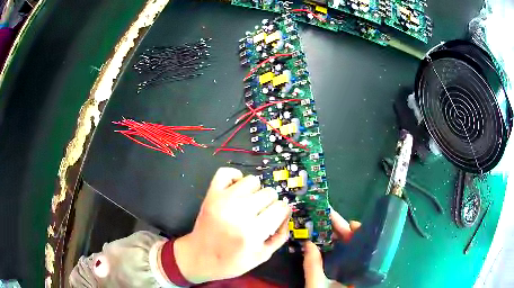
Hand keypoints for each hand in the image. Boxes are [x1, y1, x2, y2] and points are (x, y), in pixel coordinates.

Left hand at [174, 167, 290, 283]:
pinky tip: (236, 190)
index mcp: (253, 232)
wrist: (199, 257)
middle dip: (269, 204)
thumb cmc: (232, 261)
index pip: (281, 207)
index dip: (282, 213)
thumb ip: (281, 235)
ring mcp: (223, 200)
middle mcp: (239, 213)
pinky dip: (235, 177)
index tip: (276, 217)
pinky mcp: (211, 194)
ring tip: (248, 204)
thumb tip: (287, 214)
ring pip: (253, 181)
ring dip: (254, 192)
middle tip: (260, 214)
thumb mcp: (262, 256)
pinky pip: (227, 172)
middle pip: (269, 193)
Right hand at [303, 209, 360, 287]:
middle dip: (340, 229)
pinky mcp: (343, 271)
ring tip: (322, 223)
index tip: (346, 220)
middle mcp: (358, 266)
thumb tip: (308, 243)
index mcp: (360, 270)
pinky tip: (322, 239)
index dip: (355, 232)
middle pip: (354, 243)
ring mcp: (350, 268)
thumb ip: (313, 266)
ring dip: (334, 235)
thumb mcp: (317, 286)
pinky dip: (331, 245)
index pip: (363, 245)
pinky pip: (340, 254)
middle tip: (326, 215)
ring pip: (346, 248)